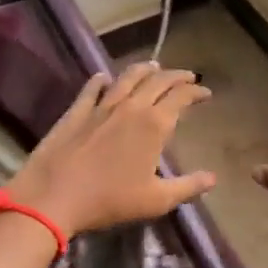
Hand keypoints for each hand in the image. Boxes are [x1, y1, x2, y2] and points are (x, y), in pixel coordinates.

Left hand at [3, 64, 215, 239]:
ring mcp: (101, 105)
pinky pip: (92, 88)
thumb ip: (187, 186)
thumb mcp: (156, 200)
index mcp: (154, 124)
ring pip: (127, 77)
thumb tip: (213, 178)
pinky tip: (104, 78)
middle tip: (187, 77)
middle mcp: (131, 106)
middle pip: (158, 81)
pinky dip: (102, 80)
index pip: (181, 97)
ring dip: (144, 69)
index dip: (196, 92)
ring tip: (153, 67)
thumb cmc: (110, 200)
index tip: (205, 93)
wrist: (55, 195)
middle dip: (176, 76)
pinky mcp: (77, 110)